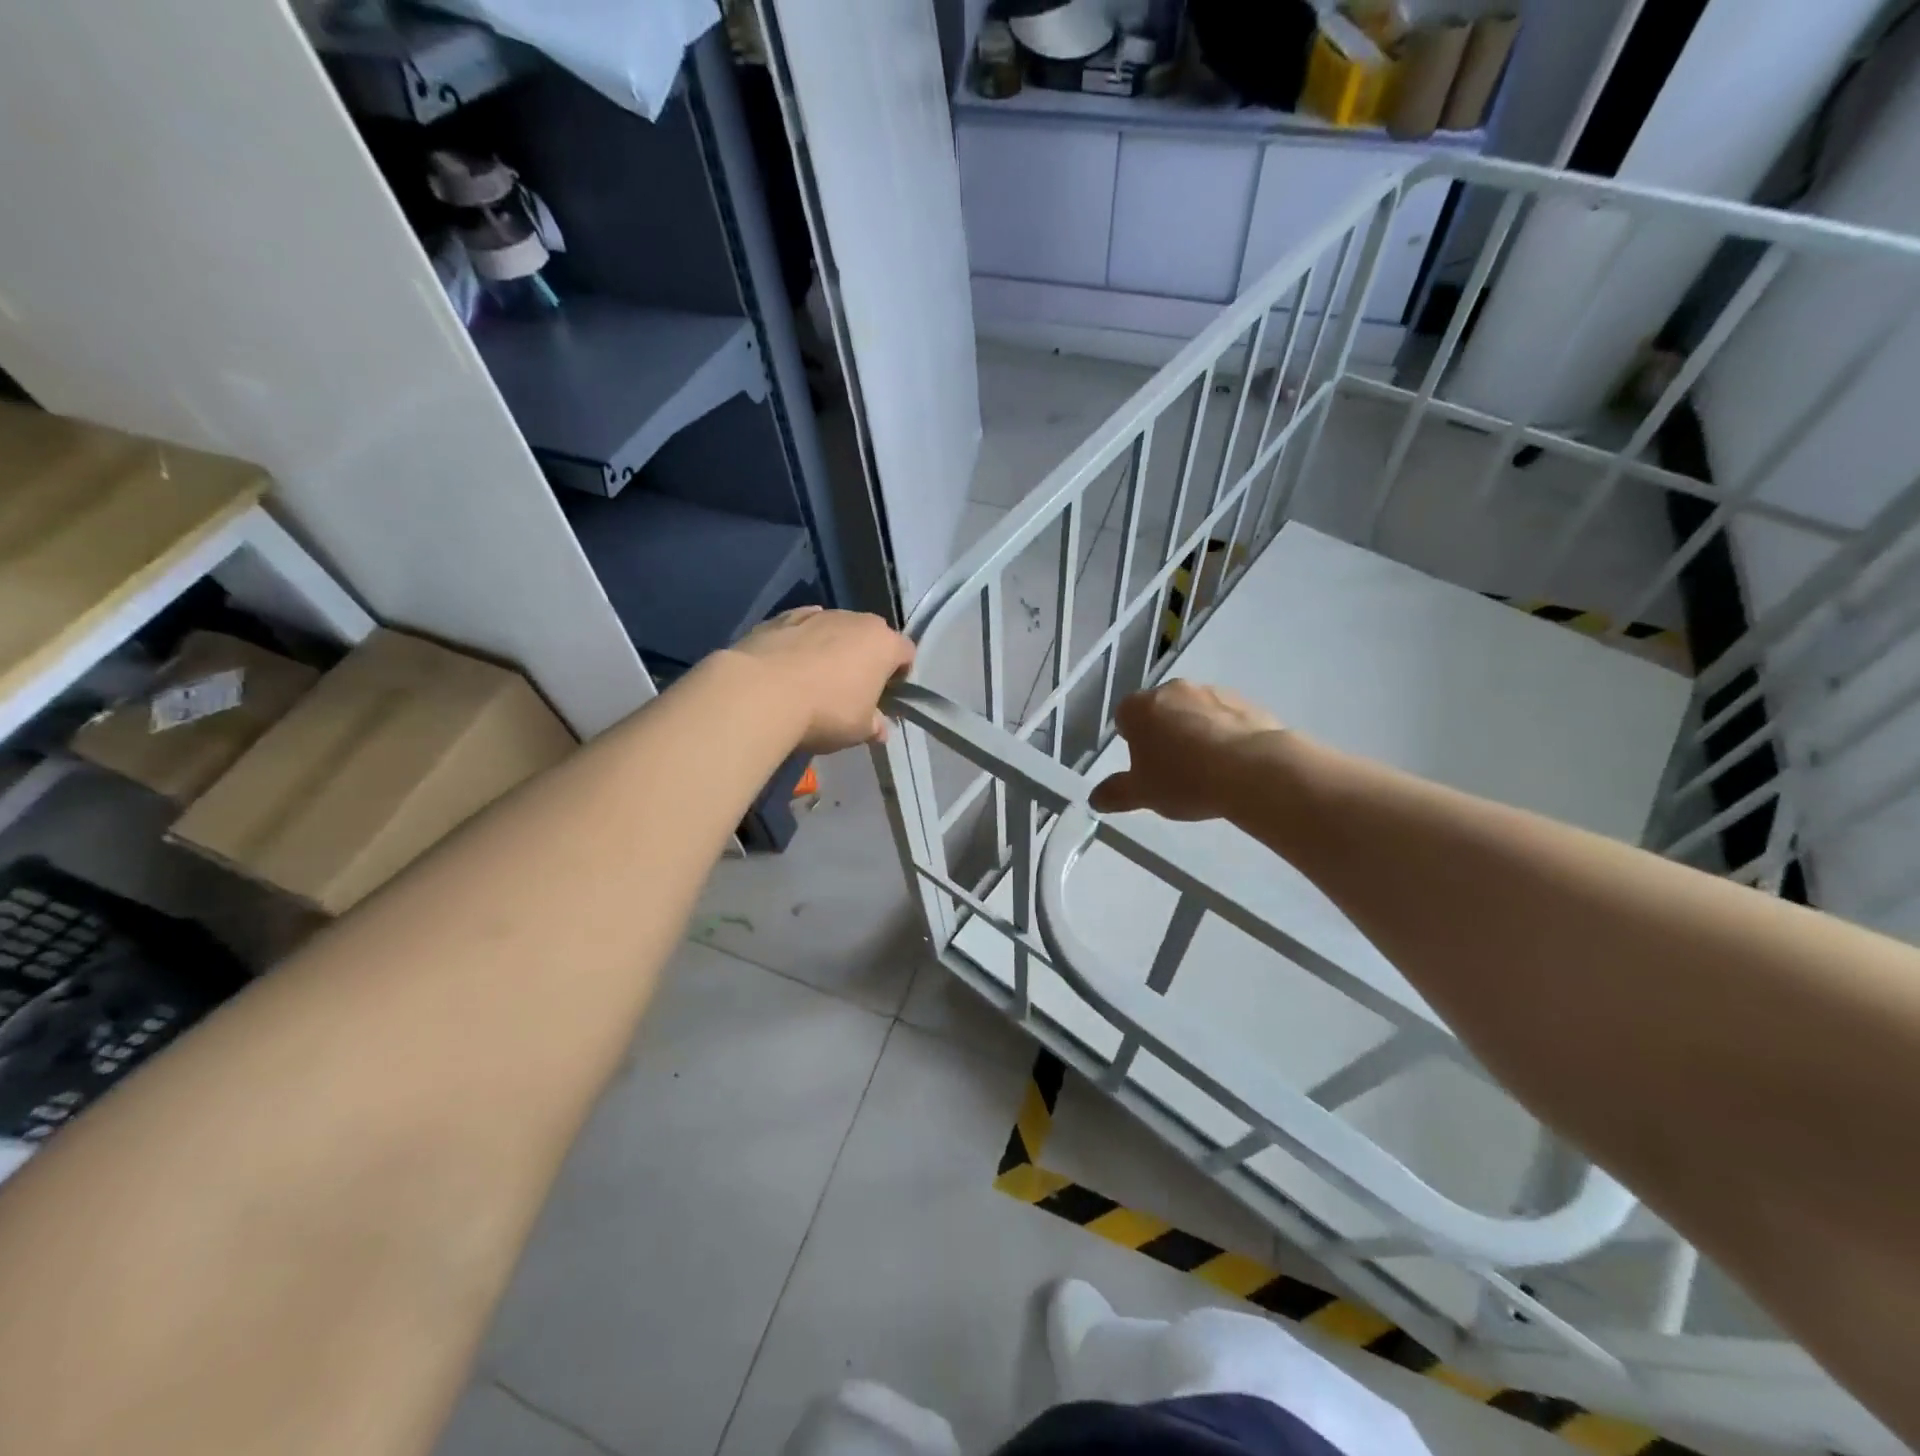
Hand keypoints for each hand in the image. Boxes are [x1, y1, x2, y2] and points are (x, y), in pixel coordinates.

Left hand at [726, 607, 915, 753]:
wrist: (761, 692)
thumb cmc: (825, 712)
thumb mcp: (858, 730)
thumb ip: (874, 725)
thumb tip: (879, 728)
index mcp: (883, 644)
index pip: (906, 652)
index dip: (900, 673)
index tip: (887, 694)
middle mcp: (855, 620)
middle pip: (871, 636)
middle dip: (866, 657)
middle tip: (853, 689)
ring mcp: (817, 614)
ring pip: (835, 629)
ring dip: (832, 648)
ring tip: (815, 679)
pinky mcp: (781, 617)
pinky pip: (801, 628)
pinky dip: (801, 642)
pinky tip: (789, 666)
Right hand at [1090, 679, 1284, 821]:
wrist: (1252, 770)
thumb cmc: (1184, 779)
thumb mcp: (1143, 794)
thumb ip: (1116, 793)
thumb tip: (1095, 798)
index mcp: (1139, 708)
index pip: (1124, 717)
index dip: (1132, 741)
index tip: (1144, 765)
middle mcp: (1172, 690)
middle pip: (1160, 710)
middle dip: (1163, 733)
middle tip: (1174, 769)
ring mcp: (1211, 692)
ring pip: (1194, 711)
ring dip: (1195, 731)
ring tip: (1208, 769)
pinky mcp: (1245, 702)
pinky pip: (1225, 718)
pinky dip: (1224, 734)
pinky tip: (1233, 763)